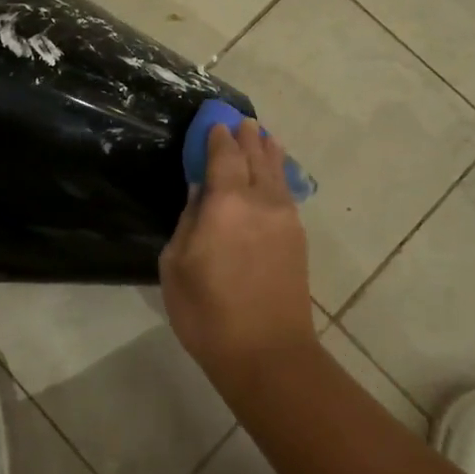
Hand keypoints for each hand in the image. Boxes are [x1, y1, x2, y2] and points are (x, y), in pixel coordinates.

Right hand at [161, 121, 316, 383]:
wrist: (267, 352)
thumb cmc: (208, 312)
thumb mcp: (176, 265)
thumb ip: (188, 220)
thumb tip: (200, 191)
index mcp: (226, 203)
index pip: (224, 155)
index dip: (218, 136)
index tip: (214, 122)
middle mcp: (259, 200)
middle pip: (254, 156)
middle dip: (246, 136)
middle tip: (240, 121)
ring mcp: (284, 217)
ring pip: (276, 171)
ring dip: (267, 149)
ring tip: (262, 134)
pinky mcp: (297, 236)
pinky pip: (286, 191)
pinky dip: (279, 173)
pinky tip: (276, 172)